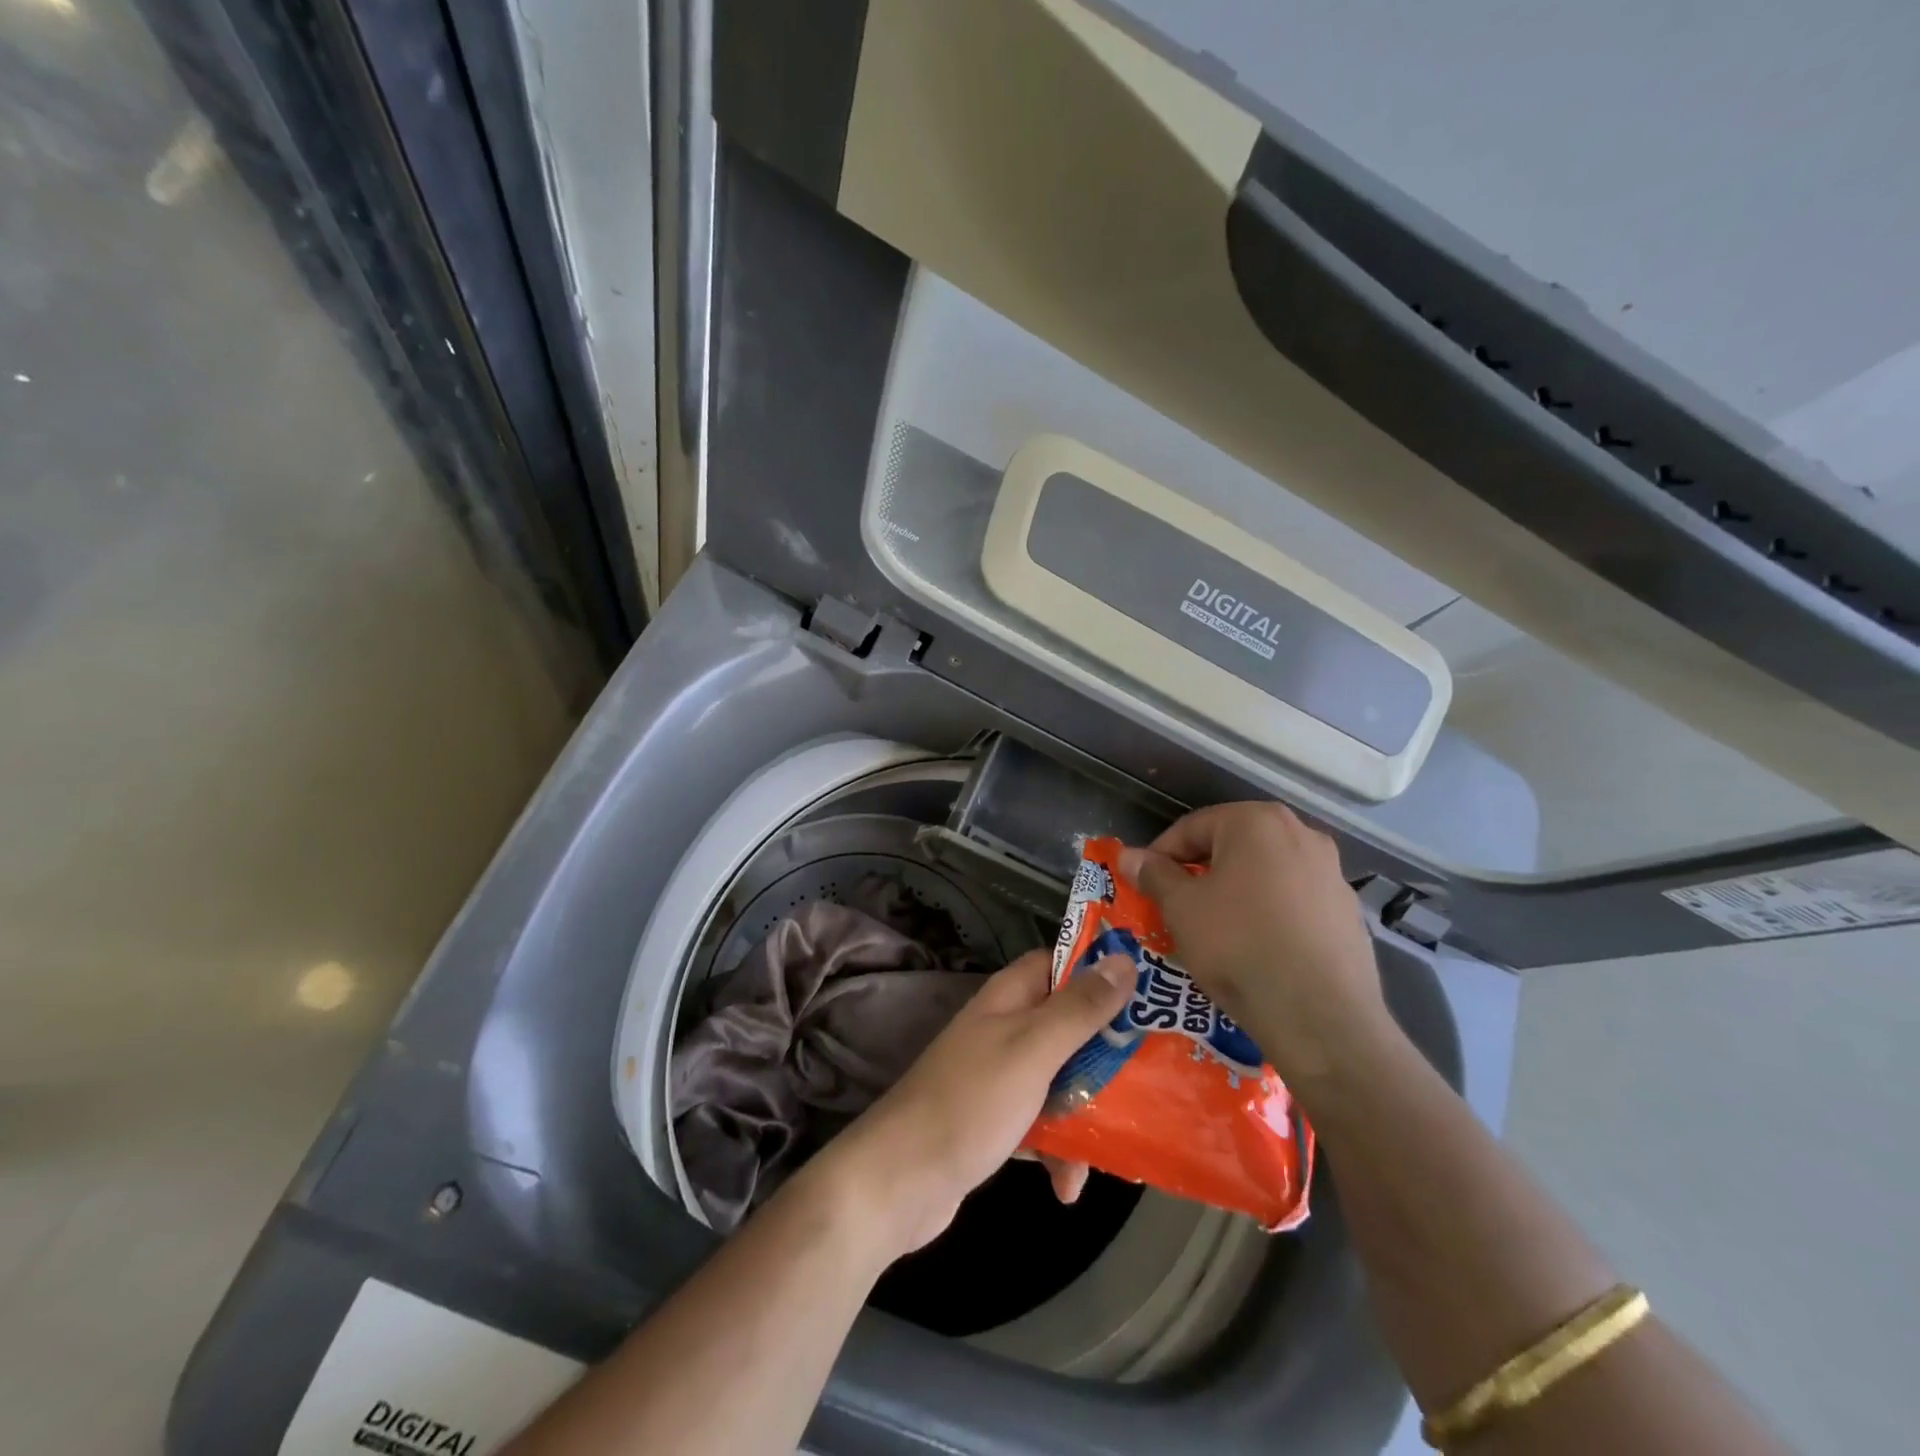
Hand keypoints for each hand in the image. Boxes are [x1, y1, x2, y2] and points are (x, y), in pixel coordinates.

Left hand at [809, 949, 1133, 1258]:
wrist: (900, 1181)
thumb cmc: (971, 1102)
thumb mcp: (1033, 1049)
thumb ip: (1079, 1009)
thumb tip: (1124, 960)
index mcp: (1009, 998)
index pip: (1061, 963)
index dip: (1102, 970)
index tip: (1151, 989)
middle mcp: (1005, 1028)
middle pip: (1069, 1024)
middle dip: (1107, 1051)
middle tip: (1155, 1073)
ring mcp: (999, 1076)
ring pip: (1061, 1077)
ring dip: (1088, 1110)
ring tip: (1119, 1144)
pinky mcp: (996, 1121)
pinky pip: (1042, 1124)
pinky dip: (1059, 1151)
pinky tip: (1069, 1187)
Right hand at [1118, 802, 1391, 1088]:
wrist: (1320, 1016)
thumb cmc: (1238, 946)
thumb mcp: (1181, 908)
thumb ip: (1154, 874)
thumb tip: (1130, 856)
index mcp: (1257, 821)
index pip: (1192, 827)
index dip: (1160, 854)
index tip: (1144, 884)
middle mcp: (1302, 833)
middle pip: (1233, 845)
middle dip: (1201, 871)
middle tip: (1176, 905)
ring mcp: (1332, 873)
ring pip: (1266, 873)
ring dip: (1236, 892)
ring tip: (1215, 930)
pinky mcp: (1349, 911)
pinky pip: (1295, 901)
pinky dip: (1270, 913)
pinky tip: (1257, 948)